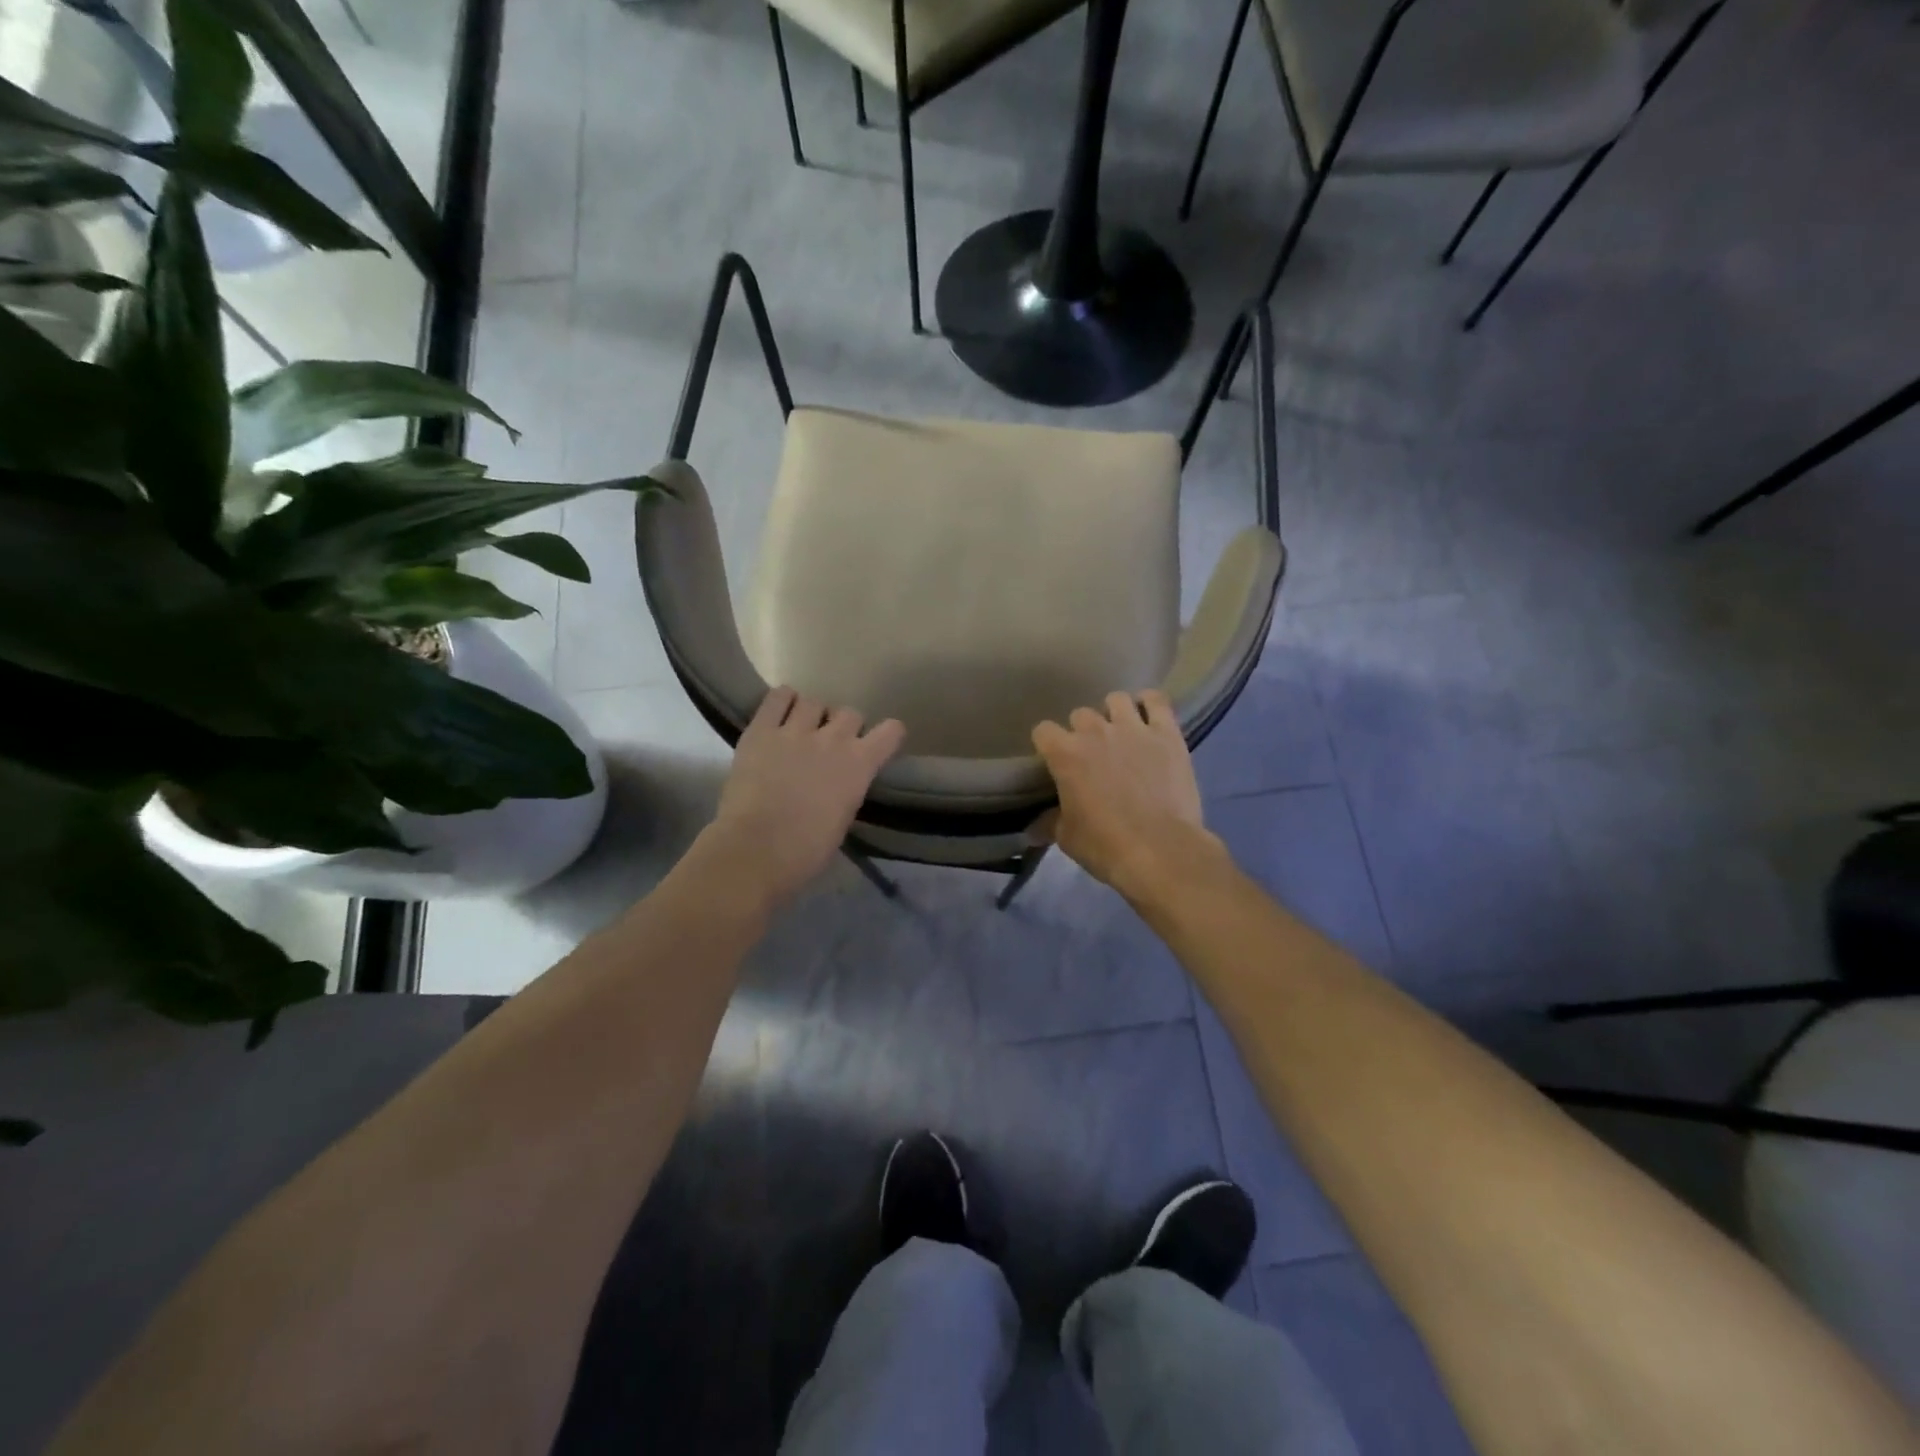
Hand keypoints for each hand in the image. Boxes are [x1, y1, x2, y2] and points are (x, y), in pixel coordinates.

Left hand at [708, 686, 904, 902]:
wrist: (756, 850)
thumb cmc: (806, 851)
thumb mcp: (843, 819)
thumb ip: (847, 790)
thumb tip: (840, 784)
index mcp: (860, 765)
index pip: (891, 731)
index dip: (886, 735)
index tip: (877, 745)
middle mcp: (833, 739)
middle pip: (850, 713)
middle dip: (843, 727)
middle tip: (829, 745)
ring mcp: (796, 730)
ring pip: (814, 702)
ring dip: (812, 715)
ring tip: (800, 730)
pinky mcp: (761, 730)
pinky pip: (778, 696)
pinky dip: (782, 701)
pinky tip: (779, 714)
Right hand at [1031, 690, 1223, 902]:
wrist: (1161, 850)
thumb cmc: (1106, 846)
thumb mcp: (1067, 838)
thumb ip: (1050, 823)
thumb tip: (1034, 827)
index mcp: (1065, 754)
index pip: (1043, 731)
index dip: (1047, 745)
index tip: (1054, 761)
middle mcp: (1095, 731)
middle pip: (1079, 714)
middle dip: (1082, 732)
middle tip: (1092, 755)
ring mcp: (1133, 728)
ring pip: (1116, 700)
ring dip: (1114, 714)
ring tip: (1121, 734)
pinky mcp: (1167, 733)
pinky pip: (1157, 701)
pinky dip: (1150, 704)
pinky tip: (1149, 717)